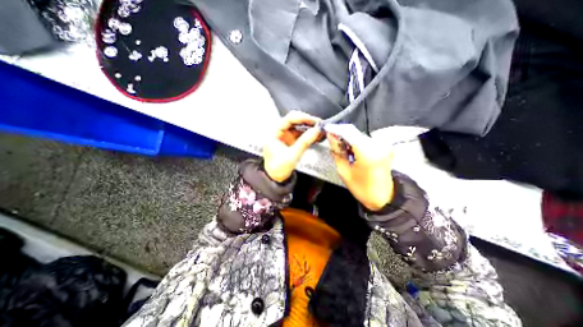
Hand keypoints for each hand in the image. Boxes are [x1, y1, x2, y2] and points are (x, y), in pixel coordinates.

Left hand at [264, 111, 323, 183]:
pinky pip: (301, 134)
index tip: (313, 121)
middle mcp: (279, 132)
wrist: (275, 178)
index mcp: (274, 133)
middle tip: (318, 125)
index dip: (302, 118)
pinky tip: (316, 135)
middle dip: (307, 122)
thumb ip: (304, 143)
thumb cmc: (277, 169)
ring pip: (299, 127)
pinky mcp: (291, 141)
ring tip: (319, 129)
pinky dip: (308, 134)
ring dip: (309, 127)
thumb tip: (315, 131)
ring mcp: (285, 136)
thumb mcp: (292, 156)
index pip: (289, 119)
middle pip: (294, 121)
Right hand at [327, 125, 392, 210]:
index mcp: (367, 153)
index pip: (349, 132)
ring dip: (348, 138)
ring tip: (342, 148)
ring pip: (359, 135)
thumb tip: (331, 136)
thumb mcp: (344, 172)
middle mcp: (378, 145)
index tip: (326, 129)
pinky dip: (356, 142)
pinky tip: (352, 151)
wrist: (383, 198)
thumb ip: (337, 152)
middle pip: (354, 132)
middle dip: (341, 134)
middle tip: (332, 140)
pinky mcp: (384, 147)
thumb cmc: (362, 188)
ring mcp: (383, 145)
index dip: (336, 129)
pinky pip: (366, 139)